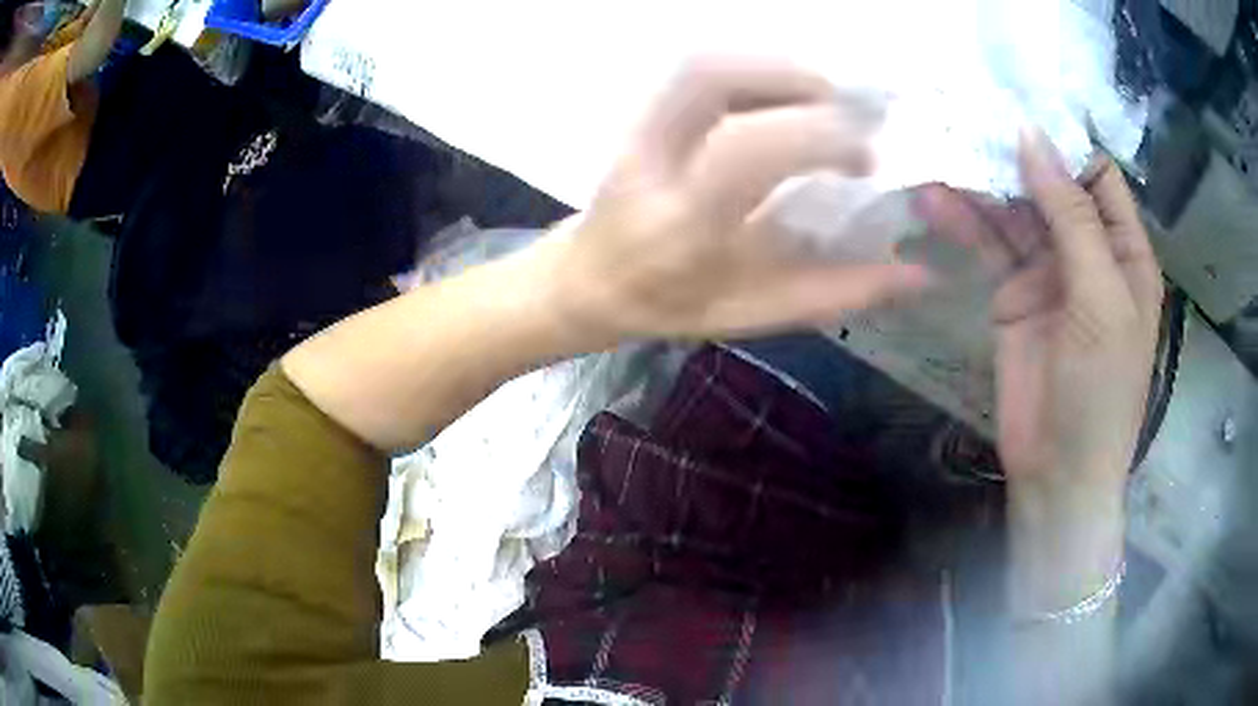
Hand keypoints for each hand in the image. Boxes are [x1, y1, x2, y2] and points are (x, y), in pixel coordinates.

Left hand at [544, 58, 929, 345]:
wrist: (588, 279)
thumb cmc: (671, 303)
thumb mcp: (756, 311)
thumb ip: (837, 291)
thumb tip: (917, 274)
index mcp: (680, 225)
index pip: (746, 151)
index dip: (816, 137)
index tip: (866, 156)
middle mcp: (652, 161)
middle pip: (709, 77)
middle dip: (794, 78)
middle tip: (848, 109)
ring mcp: (639, 128)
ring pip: (702, 62)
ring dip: (775, 65)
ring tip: (825, 96)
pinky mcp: (641, 112)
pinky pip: (699, 68)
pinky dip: (755, 68)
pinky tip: (787, 94)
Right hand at [921, 132, 1162, 495]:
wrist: (1058, 471)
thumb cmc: (1101, 391)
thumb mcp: (1101, 300)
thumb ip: (1072, 218)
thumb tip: (1032, 138)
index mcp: (1124, 250)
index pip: (1097, 174)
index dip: (1064, 142)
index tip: (1018, 107)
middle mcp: (1088, 251)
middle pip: (1050, 185)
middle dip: (1014, 155)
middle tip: (965, 116)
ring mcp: (1049, 272)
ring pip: (1015, 211)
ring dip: (981, 185)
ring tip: (938, 150)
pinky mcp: (1012, 294)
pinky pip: (989, 246)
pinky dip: (964, 222)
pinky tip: (934, 200)